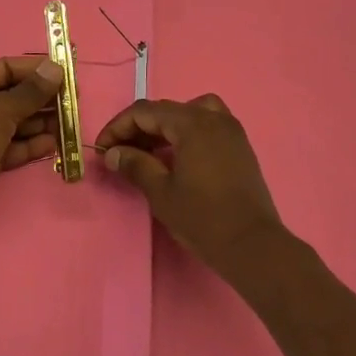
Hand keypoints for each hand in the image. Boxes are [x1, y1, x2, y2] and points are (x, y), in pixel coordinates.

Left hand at [0, 55, 64, 222]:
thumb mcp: (2, 108)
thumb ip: (32, 91)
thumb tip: (55, 68)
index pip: (4, 68)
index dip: (34, 69)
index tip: (63, 73)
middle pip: (10, 97)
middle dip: (41, 99)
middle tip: (72, 102)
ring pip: (13, 124)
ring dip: (40, 123)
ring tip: (69, 123)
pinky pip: (10, 147)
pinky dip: (30, 145)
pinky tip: (53, 143)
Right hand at [95, 95, 288, 276]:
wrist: (253, 245)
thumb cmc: (203, 218)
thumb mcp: (161, 192)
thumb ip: (135, 165)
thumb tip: (112, 153)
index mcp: (192, 123)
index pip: (145, 111)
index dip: (118, 127)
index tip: (102, 149)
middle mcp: (213, 117)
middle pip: (167, 110)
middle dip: (139, 128)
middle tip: (120, 153)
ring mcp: (230, 130)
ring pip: (189, 112)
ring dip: (164, 126)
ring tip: (149, 150)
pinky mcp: (240, 146)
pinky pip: (207, 124)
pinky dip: (187, 132)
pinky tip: (177, 156)